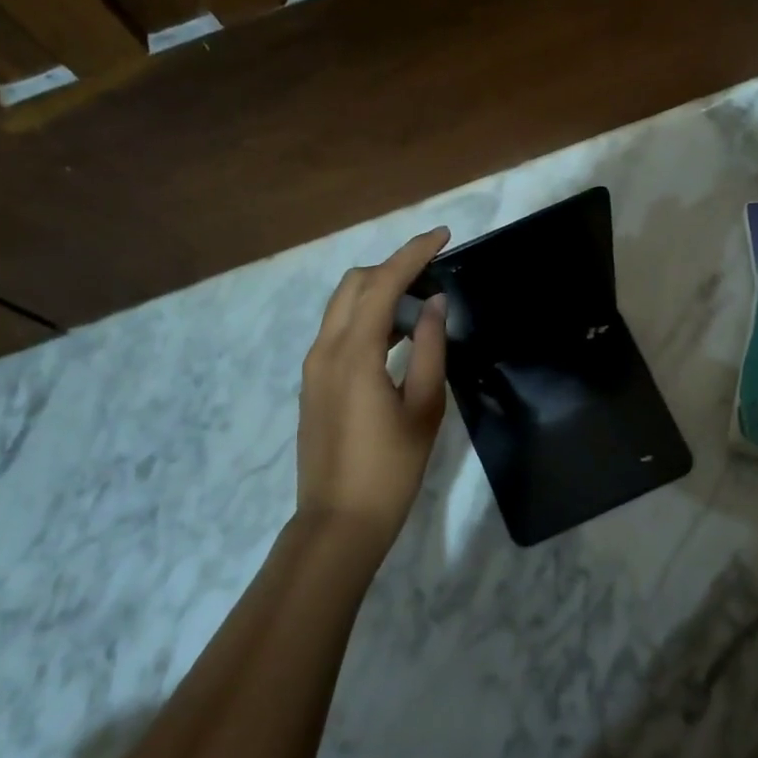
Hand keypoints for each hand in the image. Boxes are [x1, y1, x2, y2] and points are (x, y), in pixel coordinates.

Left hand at [296, 228, 450, 558]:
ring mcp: (314, 367)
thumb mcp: (423, 408)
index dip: (413, 253)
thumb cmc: (390, 469)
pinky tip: (395, 336)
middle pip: (353, 285)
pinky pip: (339, 331)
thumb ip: (428, 348)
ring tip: (420, 303)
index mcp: (353, 353)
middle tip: (432, 270)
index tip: (443, 235)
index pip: (382, 283)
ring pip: (342, 307)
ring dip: (378, 292)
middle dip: (392, 267)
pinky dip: (367, 318)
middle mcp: (325, 350)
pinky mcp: (314, 384)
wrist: (338, 522)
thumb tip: (433, 303)